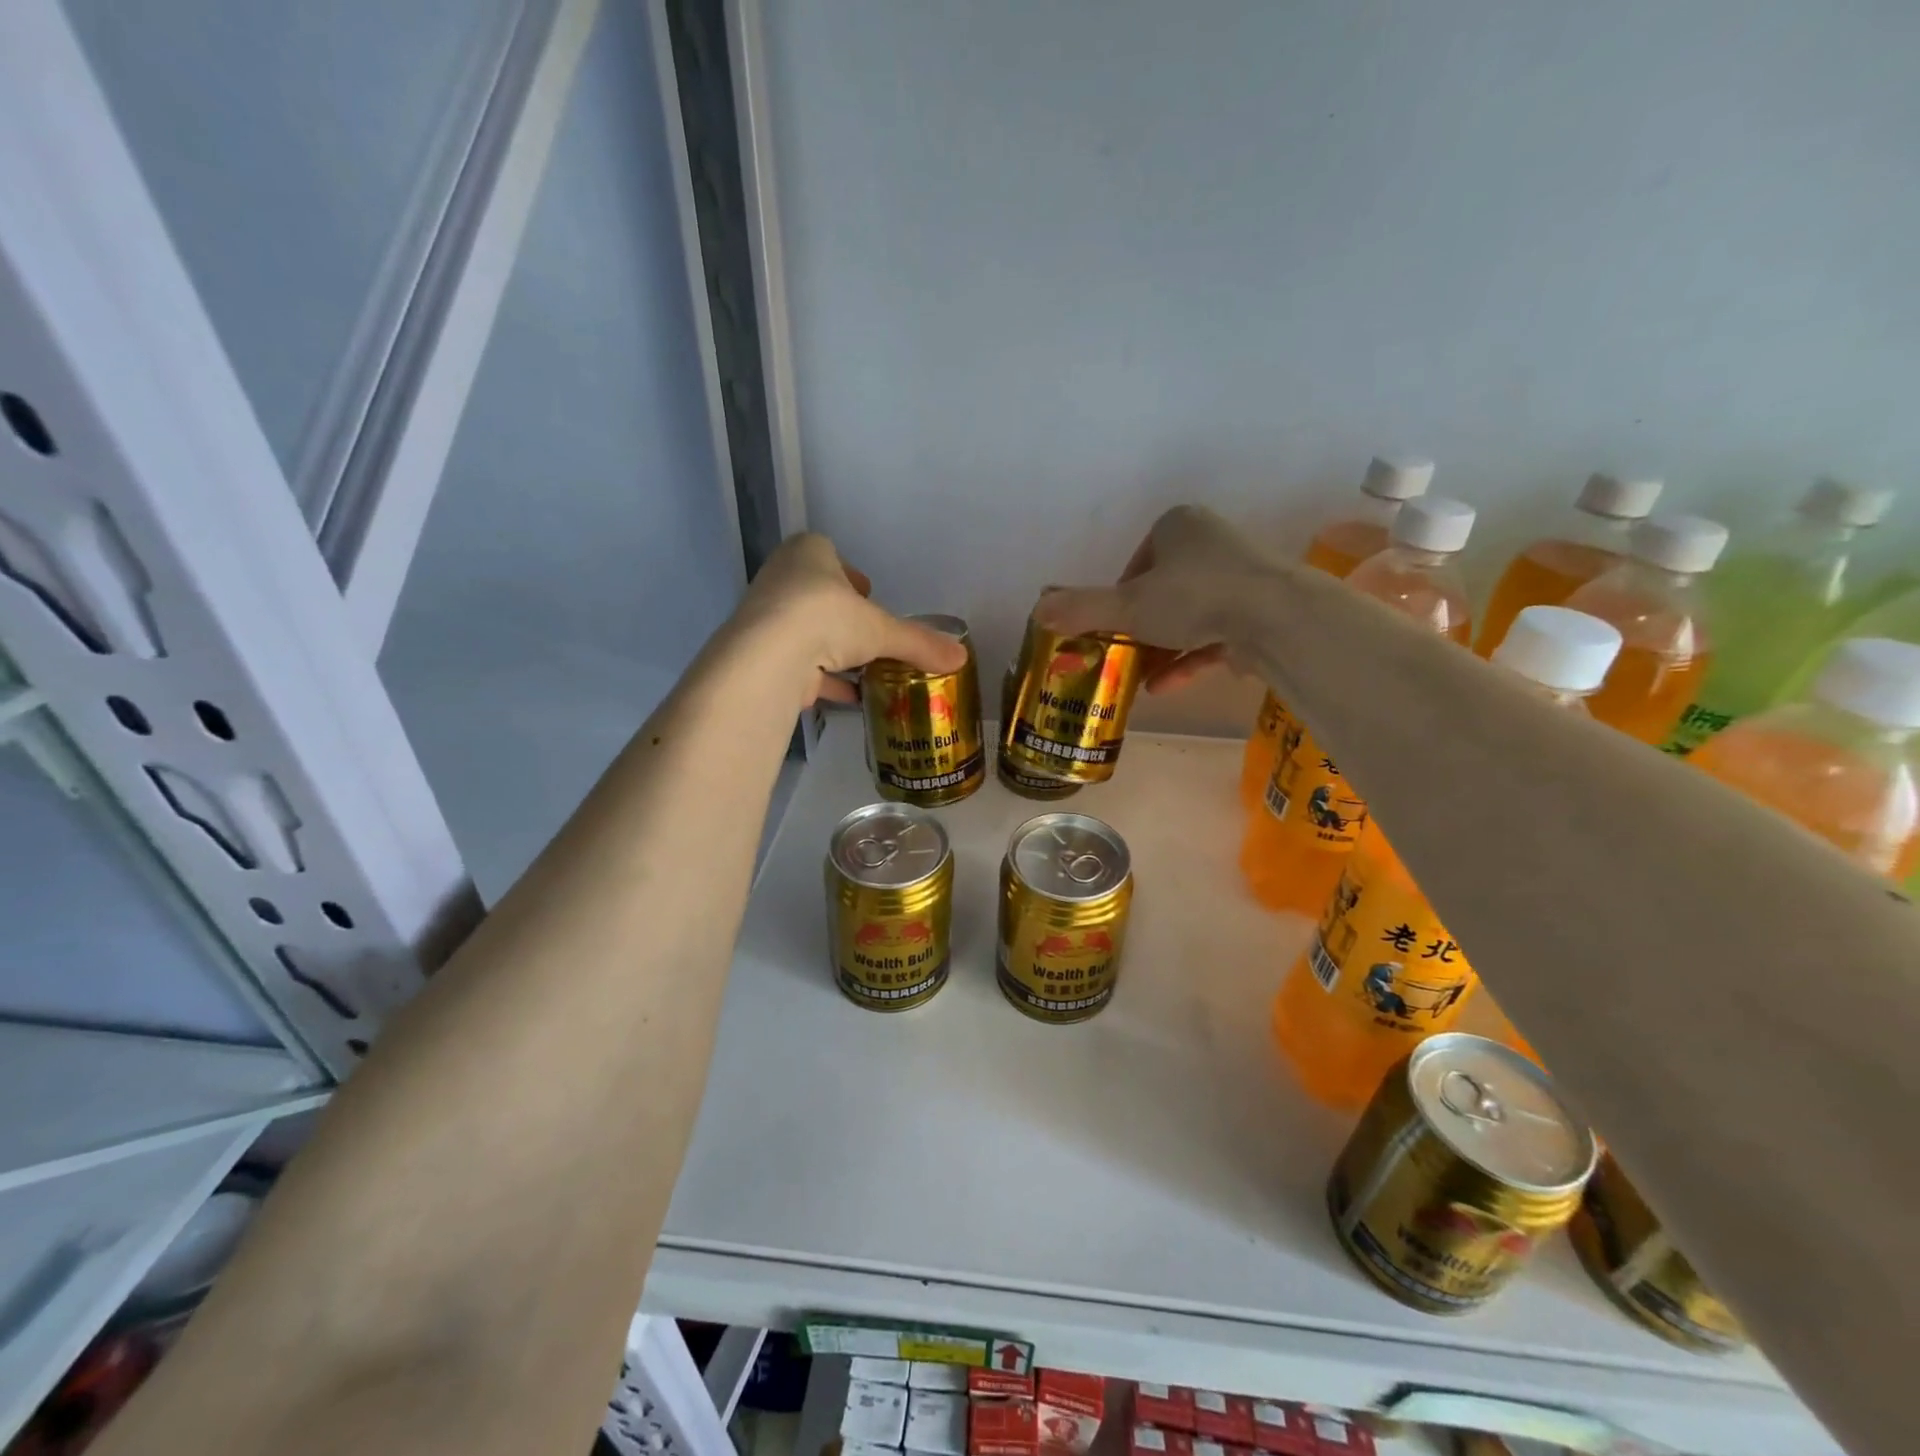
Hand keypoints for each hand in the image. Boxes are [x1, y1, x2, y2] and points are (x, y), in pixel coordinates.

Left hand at [737, 533, 967, 705]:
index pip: (830, 554)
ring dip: (831, 650)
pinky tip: (848, 696)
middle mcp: (781, 577)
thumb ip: (919, 643)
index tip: (868, 595)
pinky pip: (797, 664)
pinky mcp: (760, 655)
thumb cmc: (827, 616)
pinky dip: (822, 680)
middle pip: (816, 593)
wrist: (769, 656)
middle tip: (866, 634)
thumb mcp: (882, 630)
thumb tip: (960, 658)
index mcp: (808, 553)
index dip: (851, 576)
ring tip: (862, 669)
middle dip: (841, 615)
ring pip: (804, 631)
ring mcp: (766, 617)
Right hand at [1036, 505, 1274, 692]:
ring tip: (1135, 679)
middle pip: (1162, 590)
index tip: (1109, 626)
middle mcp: (1210, 543)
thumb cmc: (1193, 596)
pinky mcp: (1257, 611)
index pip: (1136, 563)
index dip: (1118, 597)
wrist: (1275, 618)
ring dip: (1161, 648)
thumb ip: (1082, 608)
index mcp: (1177, 526)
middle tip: (1120, 655)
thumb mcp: (1127, 605)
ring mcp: (1238, 578)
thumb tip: (1036, 610)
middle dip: (1140, 627)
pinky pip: (1213, 636)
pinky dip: (1188, 660)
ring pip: (1188, 616)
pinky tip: (1162, 688)